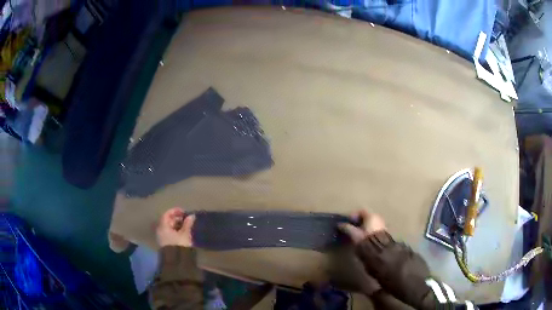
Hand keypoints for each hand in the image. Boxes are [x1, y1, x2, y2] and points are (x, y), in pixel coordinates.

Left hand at [157, 207, 195, 247]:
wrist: (176, 261)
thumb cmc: (179, 244)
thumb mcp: (185, 233)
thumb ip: (187, 224)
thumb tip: (191, 216)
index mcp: (163, 226)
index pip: (166, 215)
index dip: (175, 211)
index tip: (183, 212)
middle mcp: (160, 230)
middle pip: (167, 221)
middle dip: (176, 218)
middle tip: (186, 219)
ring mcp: (162, 237)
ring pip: (168, 227)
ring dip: (176, 225)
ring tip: (186, 226)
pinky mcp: (165, 243)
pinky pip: (169, 233)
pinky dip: (175, 231)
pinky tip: (182, 233)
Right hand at [339, 210, 386, 243]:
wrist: (379, 251)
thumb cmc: (365, 239)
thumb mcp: (354, 234)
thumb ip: (347, 228)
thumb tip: (340, 225)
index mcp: (371, 216)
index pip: (361, 211)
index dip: (353, 215)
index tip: (347, 221)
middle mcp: (378, 218)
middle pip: (366, 217)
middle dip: (358, 221)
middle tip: (350, 227)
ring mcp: (382, 225)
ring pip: (370, 223)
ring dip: (363, 227)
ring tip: (355, 233)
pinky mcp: (383, 233)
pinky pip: (373, 228)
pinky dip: (367, 231)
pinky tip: (362, 237)